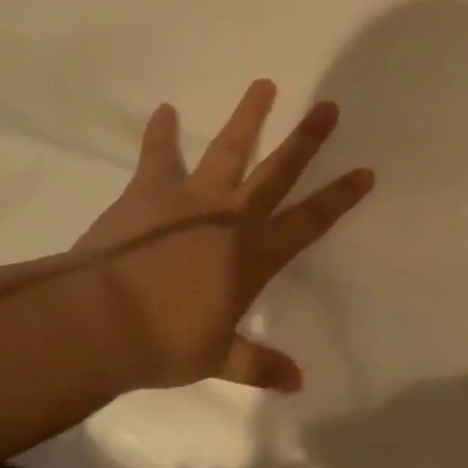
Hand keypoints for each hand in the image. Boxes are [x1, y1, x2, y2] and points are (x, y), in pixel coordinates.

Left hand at [72, 81, 373, 391]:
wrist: (101, 320)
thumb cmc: (165, 343)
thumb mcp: (218, 359)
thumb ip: (259, 364)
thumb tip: (298, 382)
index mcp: (255, 254)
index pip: (310, 220)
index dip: (340, 196)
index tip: (365, 171)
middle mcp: (233, 217)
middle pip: (279, 170)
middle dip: (307, 139)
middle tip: (328, 106)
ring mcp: (192, 198)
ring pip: (229, 150)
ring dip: (249, 117)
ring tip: (264, 84)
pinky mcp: (151, 191)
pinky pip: (158, 156)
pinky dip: (161, 133)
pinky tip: (164, 110)